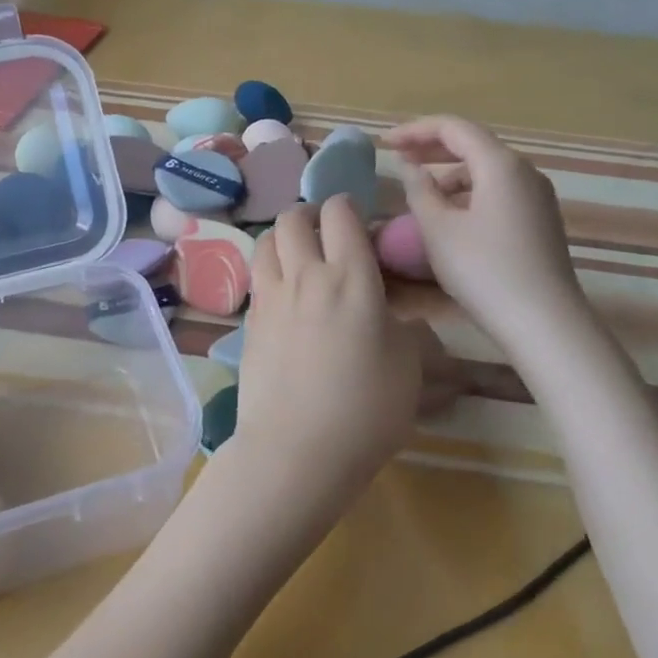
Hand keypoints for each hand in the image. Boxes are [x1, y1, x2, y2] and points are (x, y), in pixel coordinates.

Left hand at [234, 197, 423, 518]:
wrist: (296, 450)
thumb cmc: (365, 409)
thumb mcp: (408, 367)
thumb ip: (407, 330)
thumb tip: (399, 318)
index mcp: (351, 277)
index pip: (340, 213)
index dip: (349, 207)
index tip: (361, 222)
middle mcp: (305, 276)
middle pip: (293, 217)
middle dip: (311, 214)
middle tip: (327, 233)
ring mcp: (270, 298)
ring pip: (266, 241)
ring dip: (284, 238)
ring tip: (300, 256)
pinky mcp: (249, 322)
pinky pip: (257, 278)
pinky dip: (270, 271)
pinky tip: (285, 296)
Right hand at [384, 115, 589, 351]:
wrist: (543, 322)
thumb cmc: (484, 271)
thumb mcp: (438, 229)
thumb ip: (420, 190)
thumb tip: (411, 168)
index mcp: (500, 164)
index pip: (454, 128)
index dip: (416, 130)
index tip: (385, 143)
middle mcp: (524, 171)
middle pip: (473, 143)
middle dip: (432, 146)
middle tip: (397, 156)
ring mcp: (537, 196)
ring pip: (487, 169)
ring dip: (450, 172)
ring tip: (421, 190)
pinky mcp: (540, 220)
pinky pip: (499, 190)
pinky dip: (470, 191)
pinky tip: (451, 214)